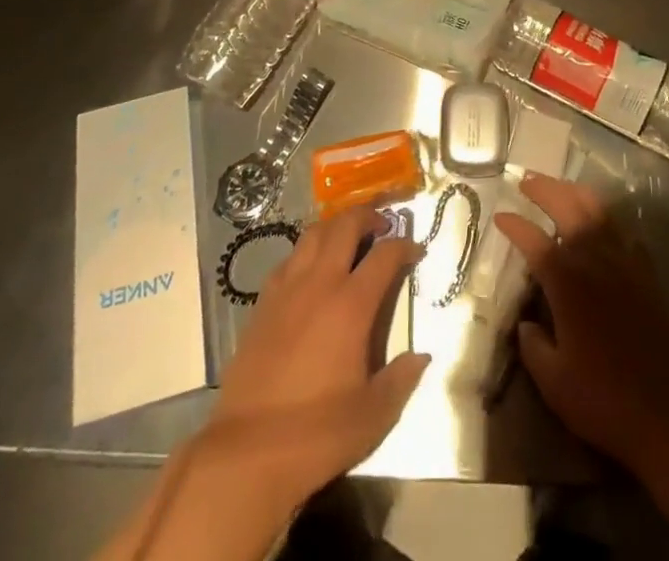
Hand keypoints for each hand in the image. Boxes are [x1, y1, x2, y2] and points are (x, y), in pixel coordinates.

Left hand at [208, 206, 429, 504]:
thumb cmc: (317, 434)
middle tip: (383, 224)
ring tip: (348, 238)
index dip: (405, 246)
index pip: (385, 255)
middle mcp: (319, 284)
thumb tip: (421, 356)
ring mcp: (286, 290)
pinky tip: (310, 271)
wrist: (247, 453)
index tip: (416, 250)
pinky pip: (288, 260)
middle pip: (345, 226)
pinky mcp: (262, 304)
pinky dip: (306, 252)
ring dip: (335, 227)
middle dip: (368, 216)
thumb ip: (401, 380)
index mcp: (352, 305)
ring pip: (312, 234)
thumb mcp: (373, 415)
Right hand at [495, 174, 668, 474]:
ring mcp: (625, 264)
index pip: (535, 241)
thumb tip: (525, 324)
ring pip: (599, 211)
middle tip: (526, 179)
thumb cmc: (605, 400)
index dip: (515, 225)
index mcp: (568, 283)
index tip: (499, 216)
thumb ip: (533, 347)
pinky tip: (600, 219)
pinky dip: (607, 216)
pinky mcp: (647, 275)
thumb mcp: (554, 383)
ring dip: (575, 193)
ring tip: (559, 186)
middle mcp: (596, 261)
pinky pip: (624, 230)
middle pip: (569, 209)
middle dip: (545, 189)